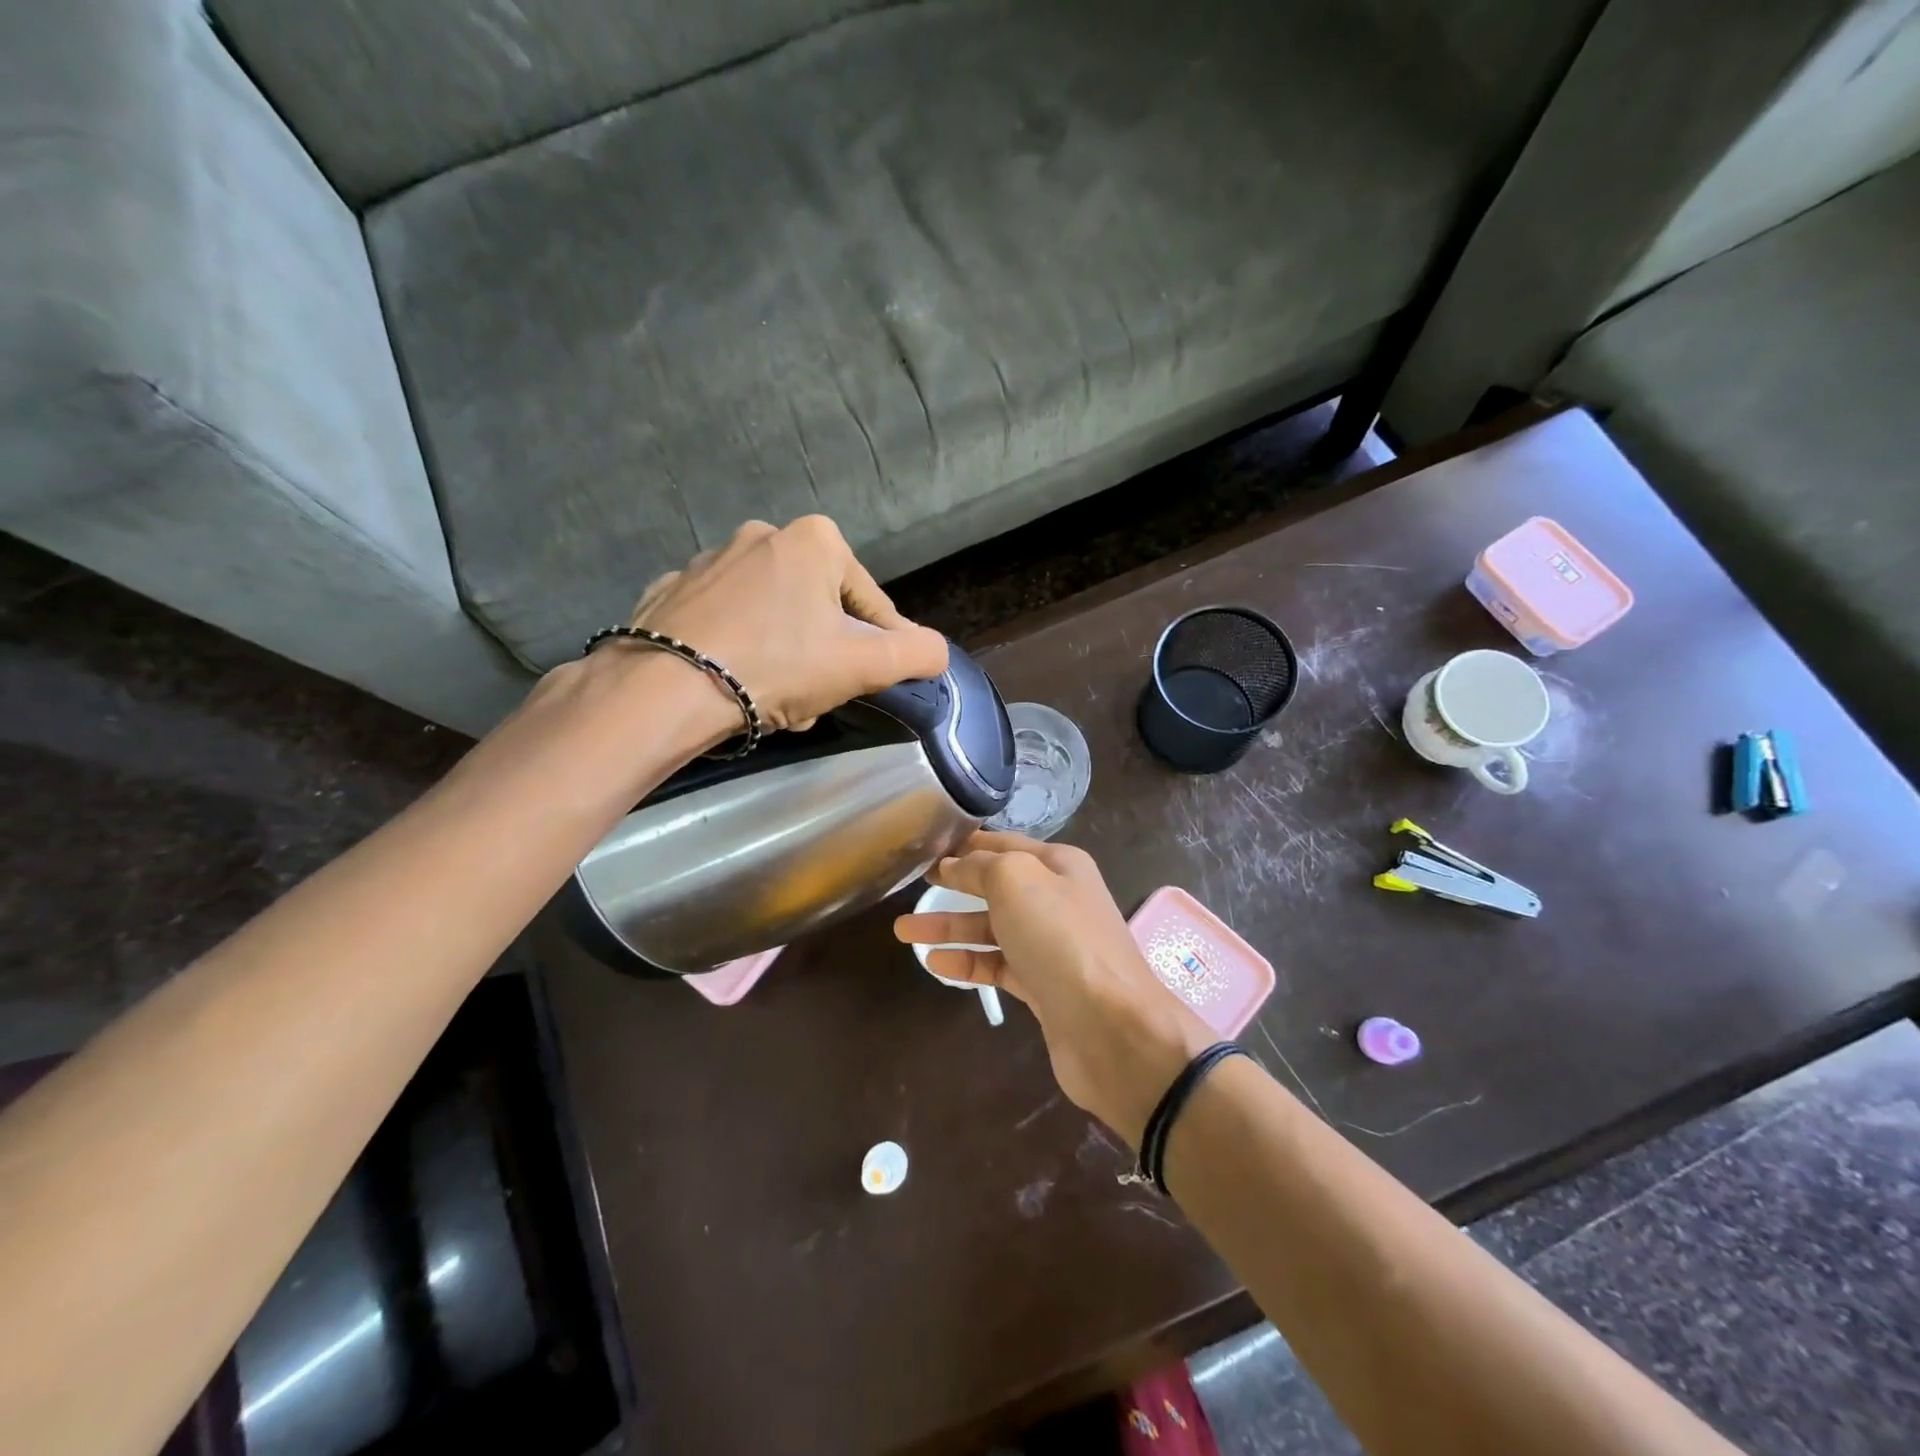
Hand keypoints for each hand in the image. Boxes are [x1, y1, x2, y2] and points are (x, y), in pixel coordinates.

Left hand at [624, 516, 949, 735]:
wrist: (667, 688)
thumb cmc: (778, 665)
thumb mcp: (865, 665)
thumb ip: (917, 653)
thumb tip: (936, 651)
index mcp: (815, 540)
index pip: (871, 603)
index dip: (881, 648)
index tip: (874, 683)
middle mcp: (761, 535)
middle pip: (818, 610)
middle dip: (825, 657)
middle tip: (816, 697)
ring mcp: (708, 561)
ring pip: (772, 618)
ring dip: (785, 658)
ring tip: (775, 701)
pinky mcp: (670, 592)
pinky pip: (724, 623)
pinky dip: (737, 650)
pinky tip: (731, 685)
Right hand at [893, 832, 1214, 1145]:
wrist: (1111, 1027)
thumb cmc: (1061, 939)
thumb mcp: (1016, 881)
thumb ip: (980, 866)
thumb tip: (954, 864)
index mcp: (1058, 865)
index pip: (1004, 845)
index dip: (966, 845)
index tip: (927, 848)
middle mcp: (1057, 900)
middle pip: (996, 887)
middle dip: (954, 885)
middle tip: (912, 886)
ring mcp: (1051, 946)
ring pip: (992, 928)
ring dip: (950, 928)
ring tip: (904, 931)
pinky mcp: (1043, 987)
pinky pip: (997, 966)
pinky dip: (967, 963)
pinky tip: (935, 964)